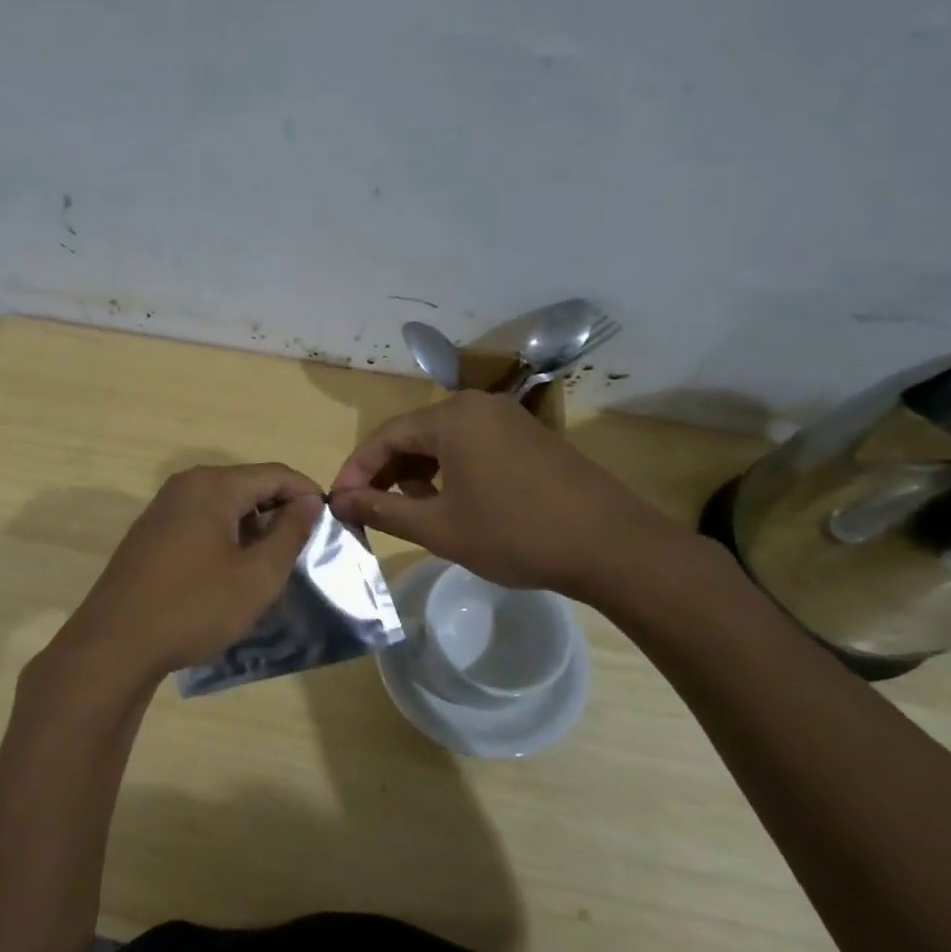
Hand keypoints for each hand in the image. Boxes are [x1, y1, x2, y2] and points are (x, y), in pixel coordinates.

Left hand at [38, 464, 323, 698]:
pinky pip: (200, 521)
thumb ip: (290, 532)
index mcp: (214, 486)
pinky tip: (231, 572)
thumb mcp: (257, 575)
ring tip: (271, 565)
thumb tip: (308, 501)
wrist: (115, 644)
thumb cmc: (195, 607)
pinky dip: (225, 537)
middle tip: (303, 550)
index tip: (330, 526)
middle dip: (280, 512)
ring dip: (253, 528)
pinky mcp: (150, 533)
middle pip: (248, 485)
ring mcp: (163, 508)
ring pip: (224, 505)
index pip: (276, 474)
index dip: (308, 495)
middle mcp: (186, 485)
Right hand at [329, 391, 695, 602]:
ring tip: (410, 512)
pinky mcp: (529, 438)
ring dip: (418, 474)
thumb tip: (340, 502)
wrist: (611, 546)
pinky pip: (472, 447)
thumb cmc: (515, 534)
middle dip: (386, 473)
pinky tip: (451, 504)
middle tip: (368, 511)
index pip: (385, 436)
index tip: (339, 504)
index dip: (356, 471)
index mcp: (452, 417)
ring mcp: (507, 419)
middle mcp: (477, 406)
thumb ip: (382, 510)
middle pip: (413, 434)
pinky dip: (450, 472)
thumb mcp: (438, 527)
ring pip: (443, 442)